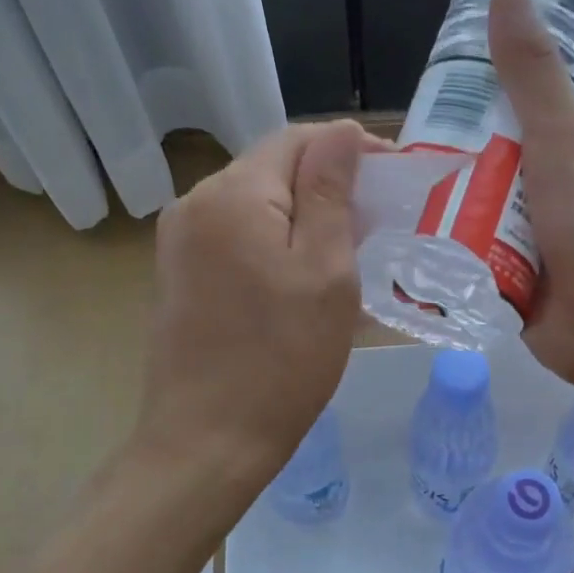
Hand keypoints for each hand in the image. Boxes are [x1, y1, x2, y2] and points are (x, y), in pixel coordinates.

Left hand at [137, 120, 374, 492]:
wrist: (208, 440)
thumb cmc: (283, 359)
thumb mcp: (325, 271)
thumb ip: (330, 191)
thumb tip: (341, 132)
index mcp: (233, 193)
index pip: (298, 139)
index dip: (350, 148)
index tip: (395, 176)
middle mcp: (195, 202)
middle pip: (272, 167)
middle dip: (327, 182)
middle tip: (377, 220)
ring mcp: (179, 240)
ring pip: (255, 202)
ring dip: (302, 213)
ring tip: (346, 247)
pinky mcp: (178, 273)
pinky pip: (235, 234)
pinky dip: (273, 239)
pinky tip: (298, 273)